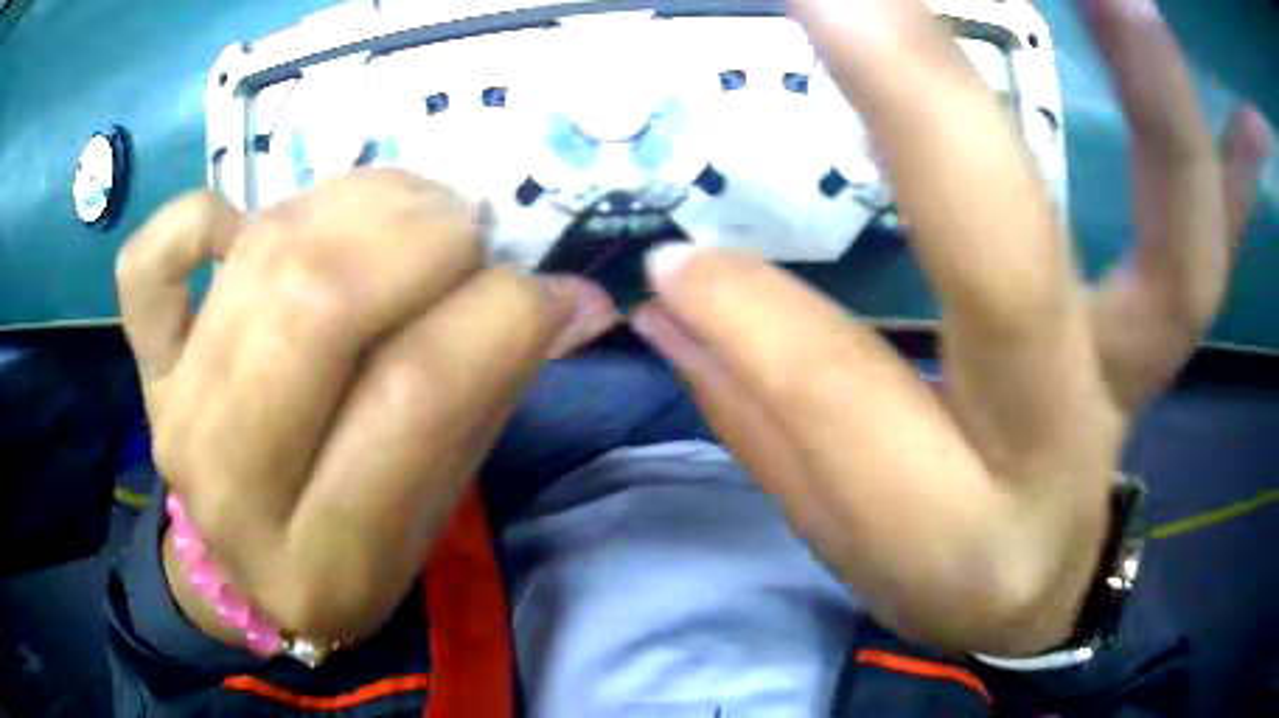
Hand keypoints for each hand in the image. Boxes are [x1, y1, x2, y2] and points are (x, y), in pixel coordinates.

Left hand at [116, 170, 613, 642]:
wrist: (240, 574)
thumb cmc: (350, 556)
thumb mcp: (432, 512)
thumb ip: (490, 397)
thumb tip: (571, 297)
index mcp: (326, 559)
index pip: (415, 397)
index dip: (502, 315)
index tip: (548, 288)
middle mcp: (233, 488)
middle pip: (319, 306)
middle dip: (421, 237)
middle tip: (468, 231)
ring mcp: (173, 415)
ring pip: (260, 257)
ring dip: (355, 202)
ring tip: (406, 207)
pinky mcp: (145, 368)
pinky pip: (150, 259)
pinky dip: (200, 210)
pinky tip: (250, 225)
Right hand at [632, 0, 1272, 654]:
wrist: (1032, 596)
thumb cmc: (937, 573)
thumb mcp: (839, 530)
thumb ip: (762, 403)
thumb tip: (676, 284)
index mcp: (962, 517)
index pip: (849, 402)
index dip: (755, 315)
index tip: (678, 236)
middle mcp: (1068, 435)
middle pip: (1023, 273)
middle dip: (937, 118)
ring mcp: (1141, 373)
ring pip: (1182, 244)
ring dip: (1160, 105)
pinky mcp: (1168, 337)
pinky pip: (1222, 238)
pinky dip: (1244, 166)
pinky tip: (1249, 118)